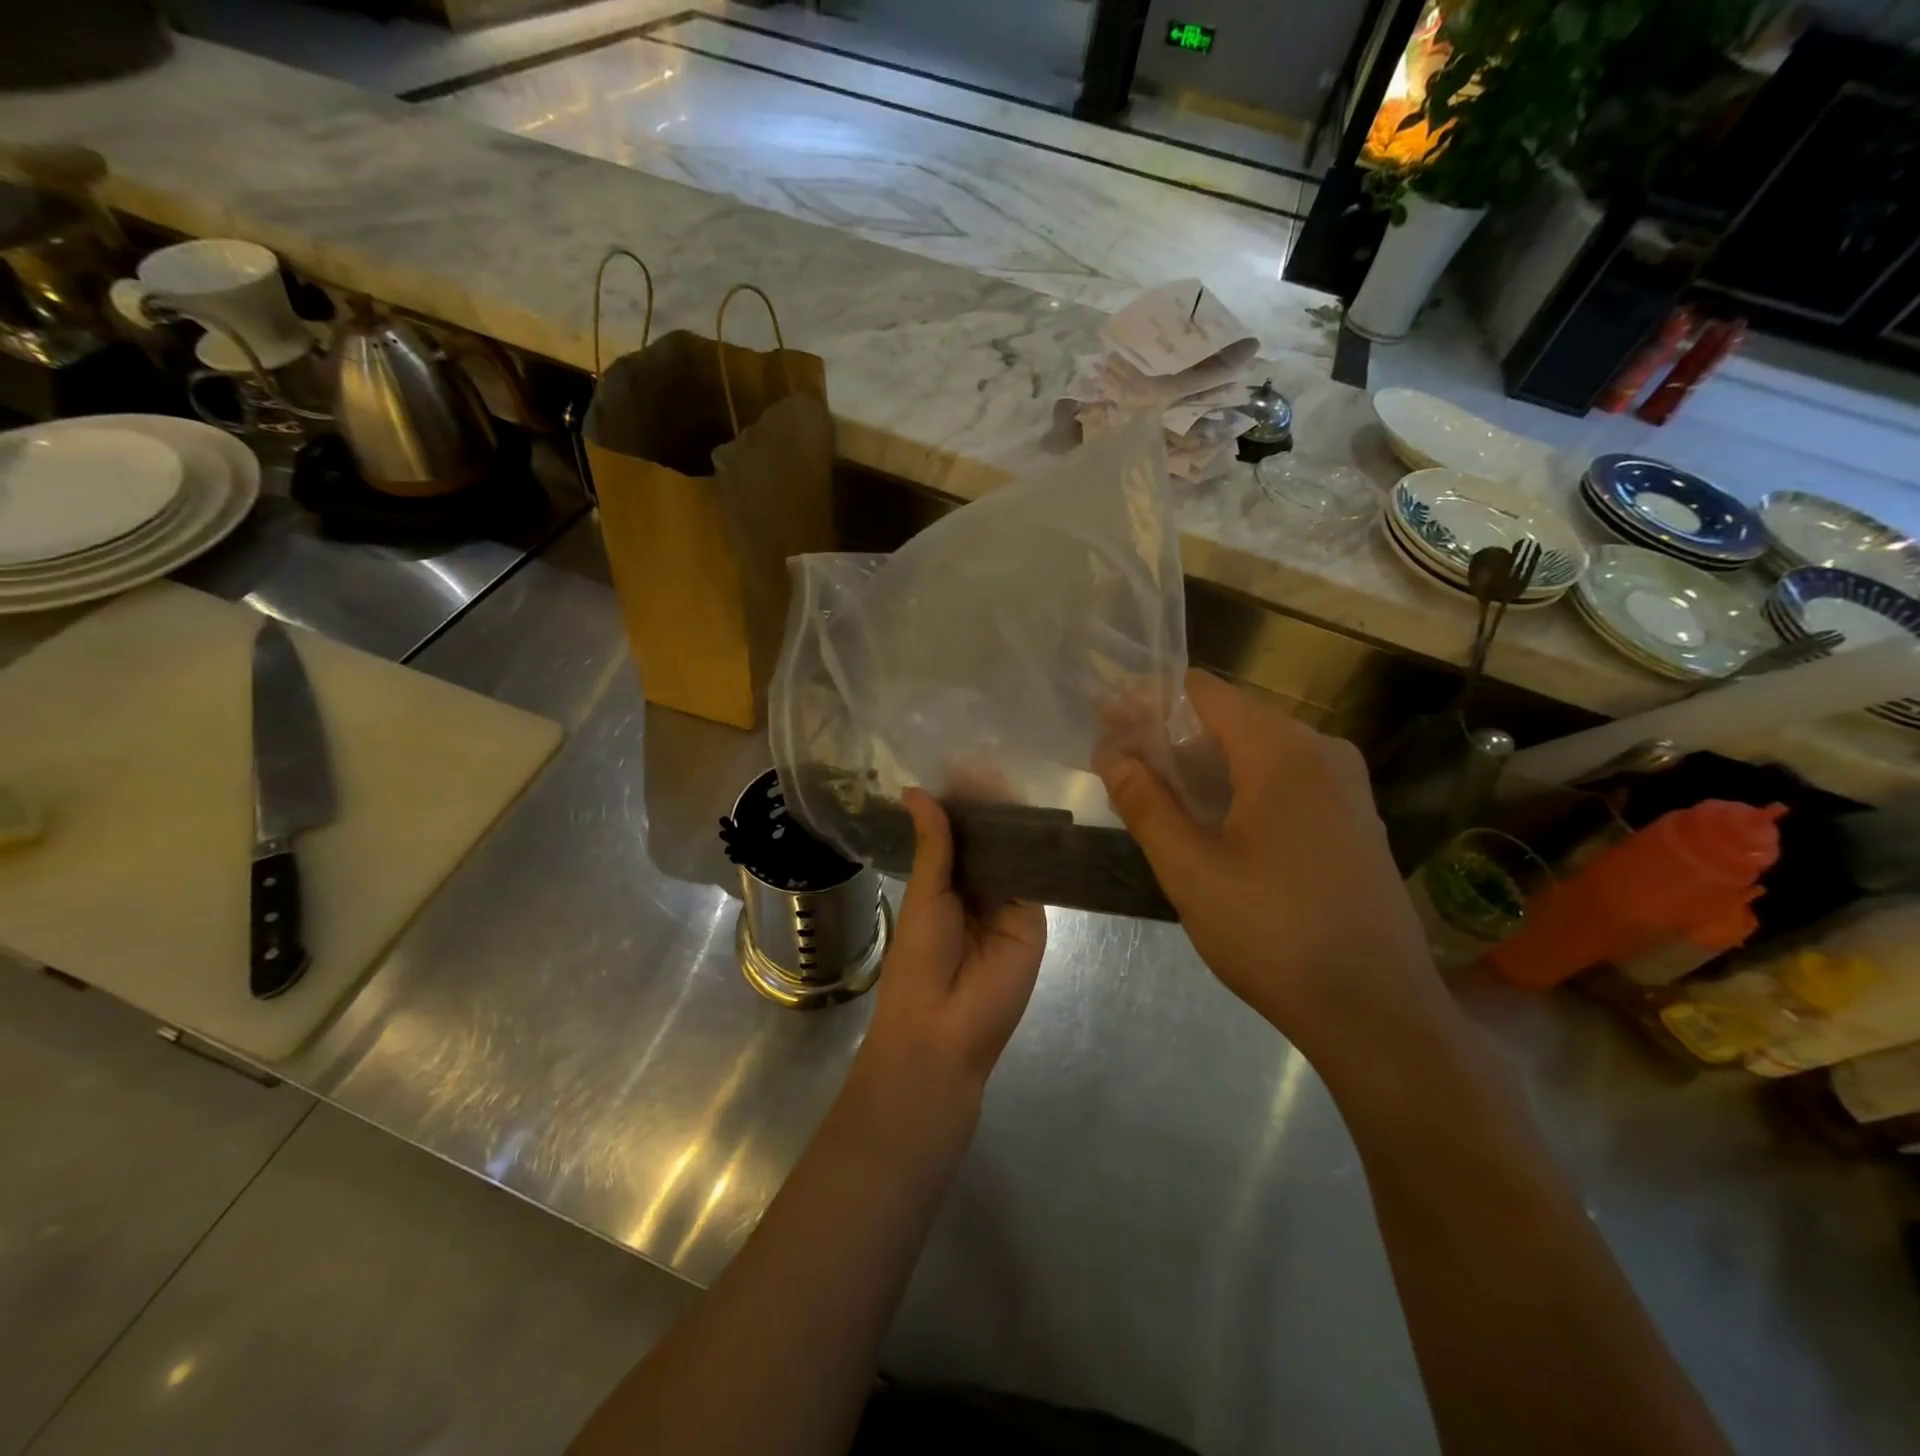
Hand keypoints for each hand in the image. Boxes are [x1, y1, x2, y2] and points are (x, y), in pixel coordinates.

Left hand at [850, 790, 1046, 1153]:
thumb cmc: (920, 961)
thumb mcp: (925, 896)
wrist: (944, 1030)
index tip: (967, 763)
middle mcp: (976, 890)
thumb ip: (933, 844)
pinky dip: (1038, 849)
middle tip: (997, 755)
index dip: (961, 803)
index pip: (957, 834)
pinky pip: (1037, 878)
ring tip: (1018, 772)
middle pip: (989, 841)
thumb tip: (917, 791)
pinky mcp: (1034, 919)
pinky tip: (1039, 814)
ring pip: (1014, 855)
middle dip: (991, 807)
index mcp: (942, 885)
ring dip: (1014, 822)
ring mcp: (1007, 904)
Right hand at [1095, 671, 1445, 1060]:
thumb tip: (1111, 753)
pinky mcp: (1353, 820)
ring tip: (1151, 792)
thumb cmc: (1274, 935)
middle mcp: (1322, 752)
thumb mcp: (1191, 870)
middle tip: (1119, 763)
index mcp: (1283, 751)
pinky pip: (1284, 781)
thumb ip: (1145, 803)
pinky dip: (1238, 787)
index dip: (1150, 700)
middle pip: (1231, 718)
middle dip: (1170, 735)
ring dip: (1202, 765)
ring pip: (1257, 752)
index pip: (1204, 692)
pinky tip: (1208, 822)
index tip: (1108, 723)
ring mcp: (1346, 786)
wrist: (1378, 1014)